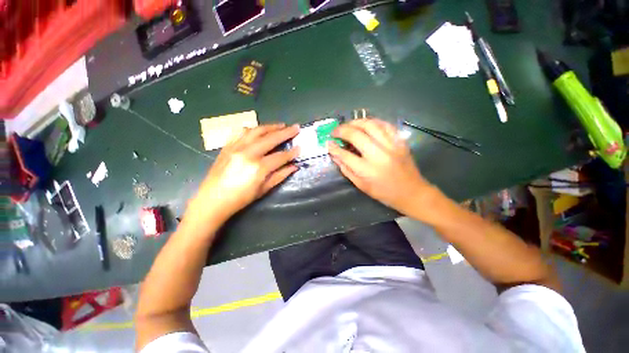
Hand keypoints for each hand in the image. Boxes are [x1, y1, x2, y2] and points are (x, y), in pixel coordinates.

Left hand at [186, 123, 299, 225]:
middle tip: (296, 127)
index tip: (300, 147)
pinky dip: (253, 129)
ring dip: (270, 127)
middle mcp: (248, 153)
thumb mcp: (263, 190)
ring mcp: (236, 147)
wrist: (212, 200)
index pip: (280, 156)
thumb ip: (280, 176)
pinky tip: (260, 130)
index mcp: (258, 167)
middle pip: (270, 138)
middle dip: (285, 132)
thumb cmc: (240, 199)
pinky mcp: (227, 146)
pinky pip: (241, 132)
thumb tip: (294, 167)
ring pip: (256, 131)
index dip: (292, 152)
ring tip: (280, 125)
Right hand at [328, 118, 432, 215]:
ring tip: (348, 125)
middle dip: (342, 130)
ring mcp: (391, 146)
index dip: (334, 148)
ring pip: (371, 125)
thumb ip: (346, 169)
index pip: (345, 155)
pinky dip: (373, 122)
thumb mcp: (361, 185)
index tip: (328, 142)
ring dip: (356, 122)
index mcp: (367, 170)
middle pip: (356, 135)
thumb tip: (334, 155)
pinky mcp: (400, 142)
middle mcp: (378, 155)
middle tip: (335, 131)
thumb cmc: (383, 193)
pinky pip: (385, 125)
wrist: (411, 192)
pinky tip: (366, 124)